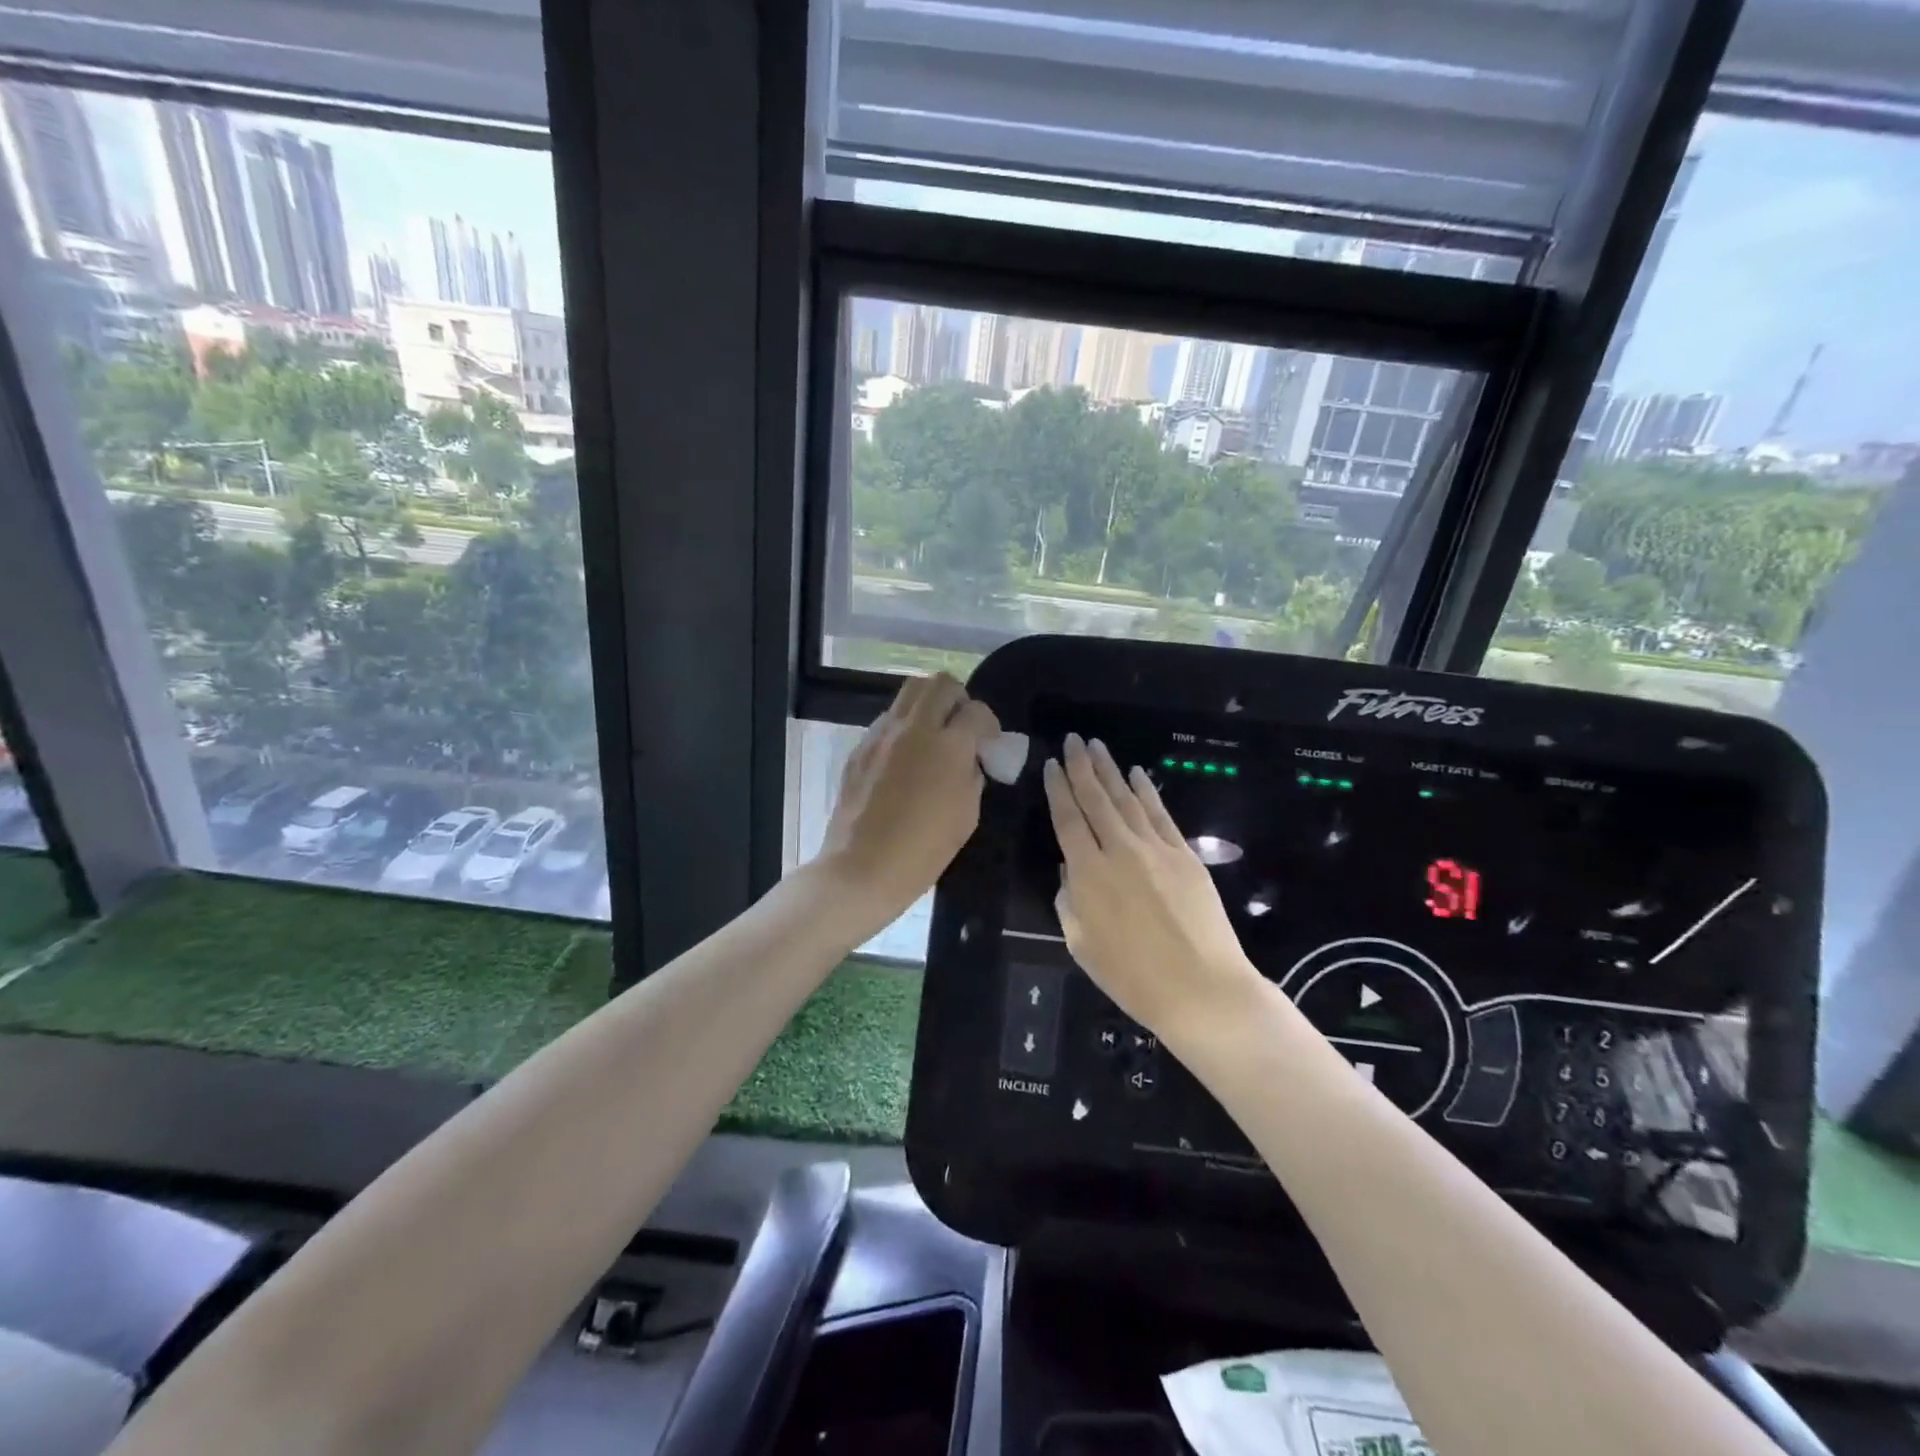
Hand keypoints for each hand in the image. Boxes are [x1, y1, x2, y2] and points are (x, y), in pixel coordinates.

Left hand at [817, 673, 999, 928]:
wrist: (860, 869)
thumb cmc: (922, 852)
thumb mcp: (966, 816)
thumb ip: (973, 776)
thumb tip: (970, 759)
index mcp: (948, 746)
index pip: (977, 711)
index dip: (989, 725)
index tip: (988, 744)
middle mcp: (914, 729)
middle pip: (940, 683)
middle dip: (958, 699)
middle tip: (960, 727)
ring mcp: (881, 735)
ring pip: (909, 693)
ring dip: (929, 706)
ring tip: (933, 737)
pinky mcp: (860, 748)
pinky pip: (888, 720)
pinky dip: (904, 727)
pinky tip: (906, 759)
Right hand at [1045, 734, 1264, 1044]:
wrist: (1202, 990)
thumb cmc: (1133, 978)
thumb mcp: (1082, 945)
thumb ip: (1070, 901)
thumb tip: (1072, 870)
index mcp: (1089, 873)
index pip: (1068, 820)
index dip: (1058, 790)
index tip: (1051, 765)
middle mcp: (1120, 850)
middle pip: (1096, 800)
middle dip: (1081, 767)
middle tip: (1073, 740)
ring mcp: (1156, 849)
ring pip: (1127, 800)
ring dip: (1111, 771)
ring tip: (1097, 747)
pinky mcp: (1185, 855)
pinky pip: (1161, 814)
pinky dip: (1147, 791)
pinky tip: (1138, 774)